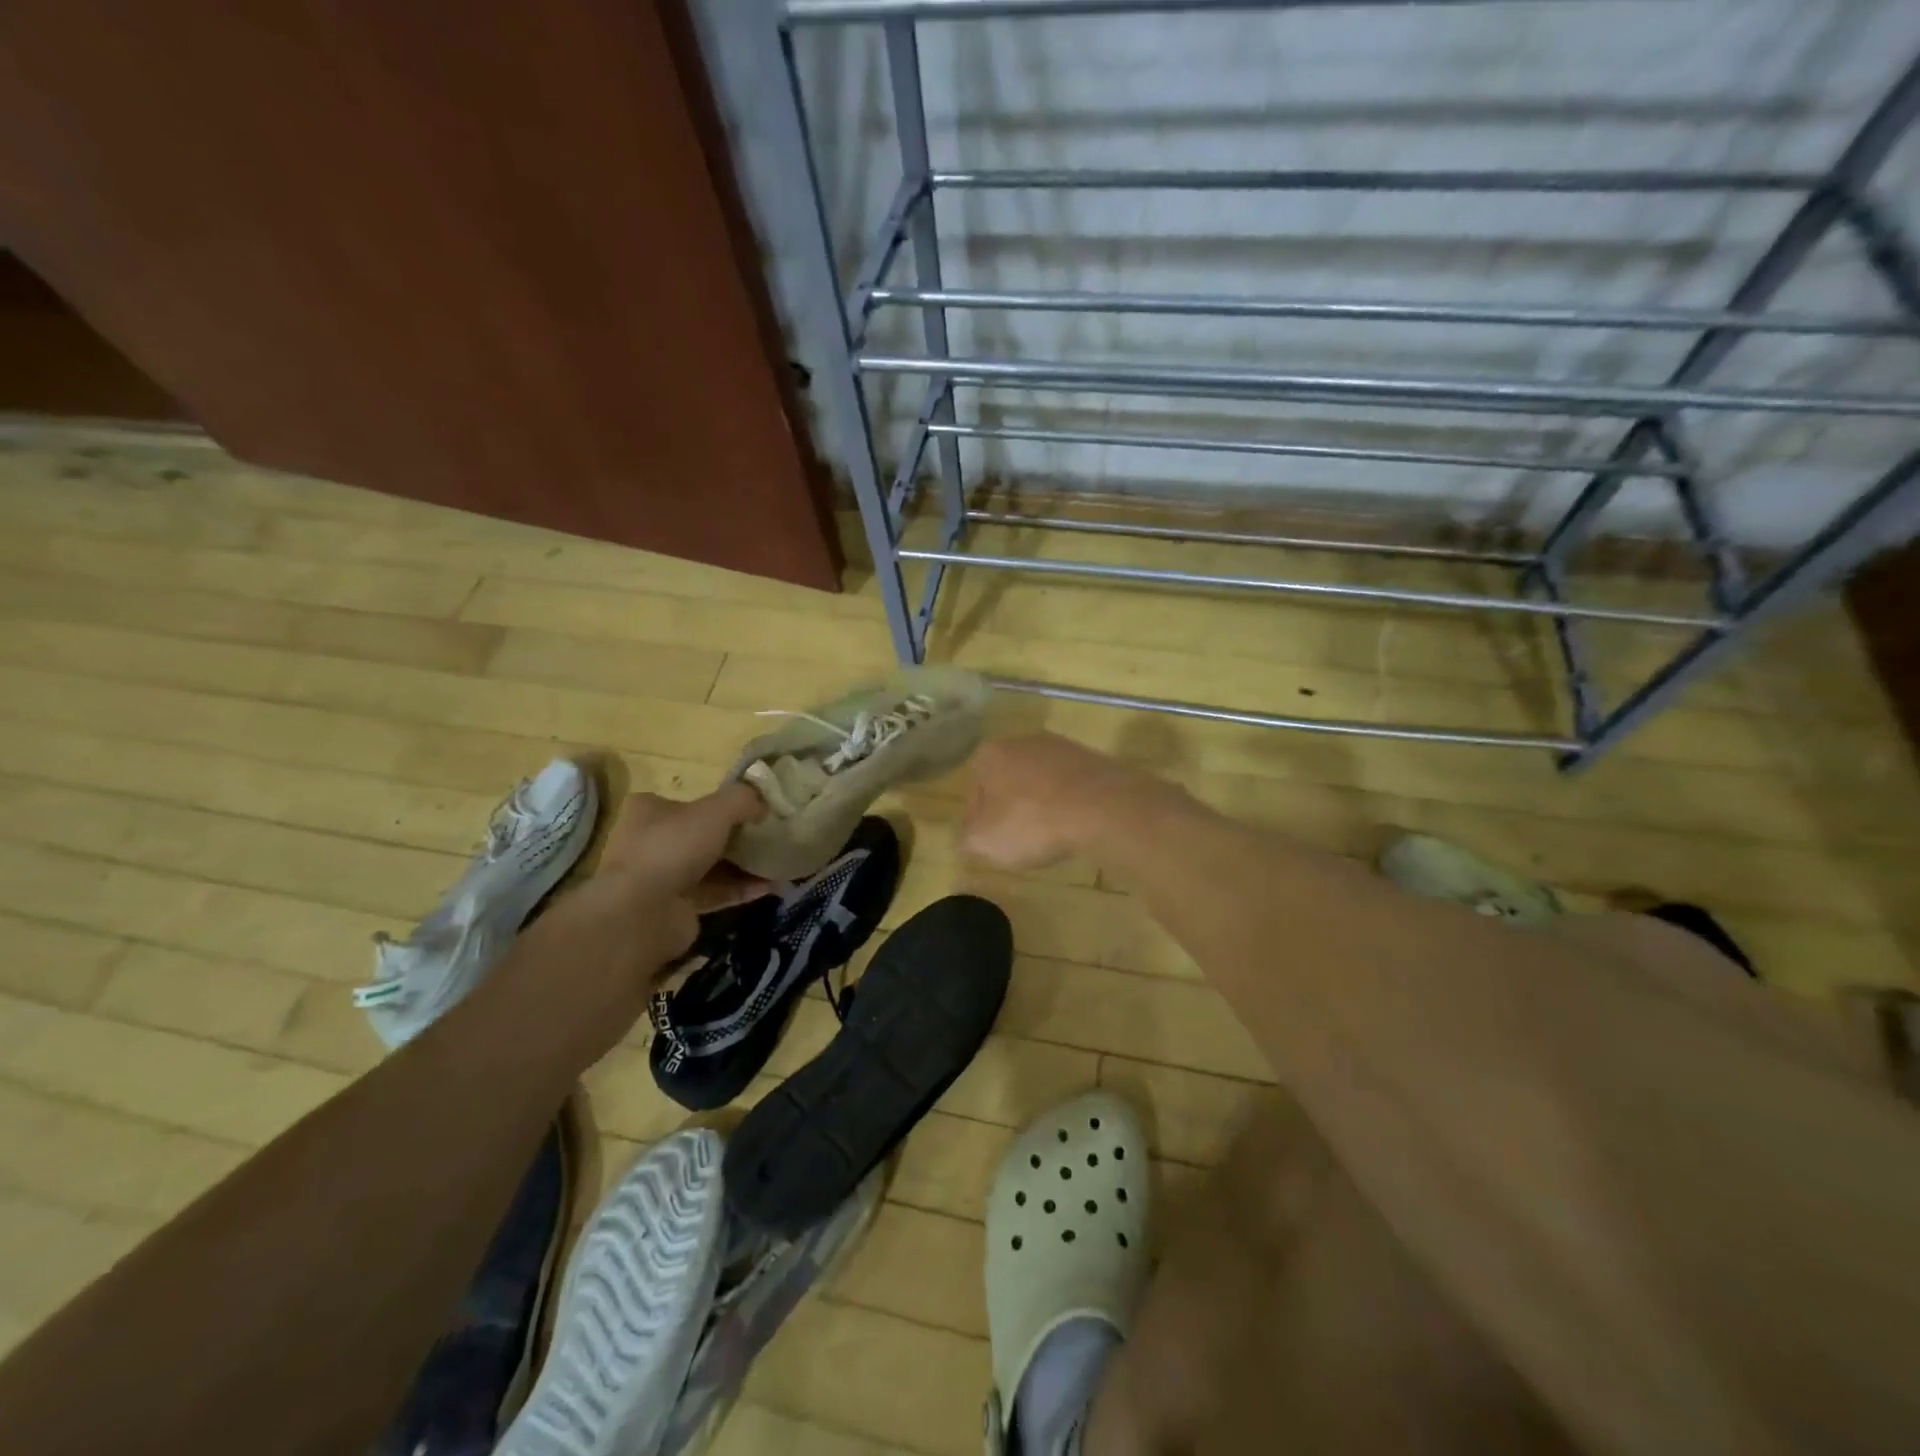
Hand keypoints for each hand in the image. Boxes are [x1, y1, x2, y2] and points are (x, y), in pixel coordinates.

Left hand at [590, 784, 770, 961]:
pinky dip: (742, 889)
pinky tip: (771, 887)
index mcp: (650, 811)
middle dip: (738, 838)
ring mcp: (662, 877)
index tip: (753, 811)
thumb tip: (764, 803)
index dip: (722, 805)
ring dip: (744, 866)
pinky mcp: (677, 907)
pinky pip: (716, 893)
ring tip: (779, 864)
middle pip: (703, 835)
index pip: (689, 802)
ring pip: (712, 866)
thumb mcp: (715, 810)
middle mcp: (651, 842)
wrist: (642, 913)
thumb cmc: (673, 847)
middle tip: (771, 837)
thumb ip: (743, 799)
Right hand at [960, 733, 1122, 871]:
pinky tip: (1075, 826)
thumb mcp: (985, 842)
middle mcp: (1024, 740)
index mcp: (991, 753)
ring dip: (1041, 805)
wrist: (1102, 808)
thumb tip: (966, 839)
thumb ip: (967, 839)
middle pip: (1008, 780)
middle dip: (1011, 807)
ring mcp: (1063, 746)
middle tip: (1018, 840)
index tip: (989, 842)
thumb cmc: (1032, 822)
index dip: (978, 819)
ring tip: (1050, 836)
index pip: (974, 788)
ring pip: (1041, 781)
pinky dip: (1069, 804)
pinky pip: (1071, 786)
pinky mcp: (1094, 759)